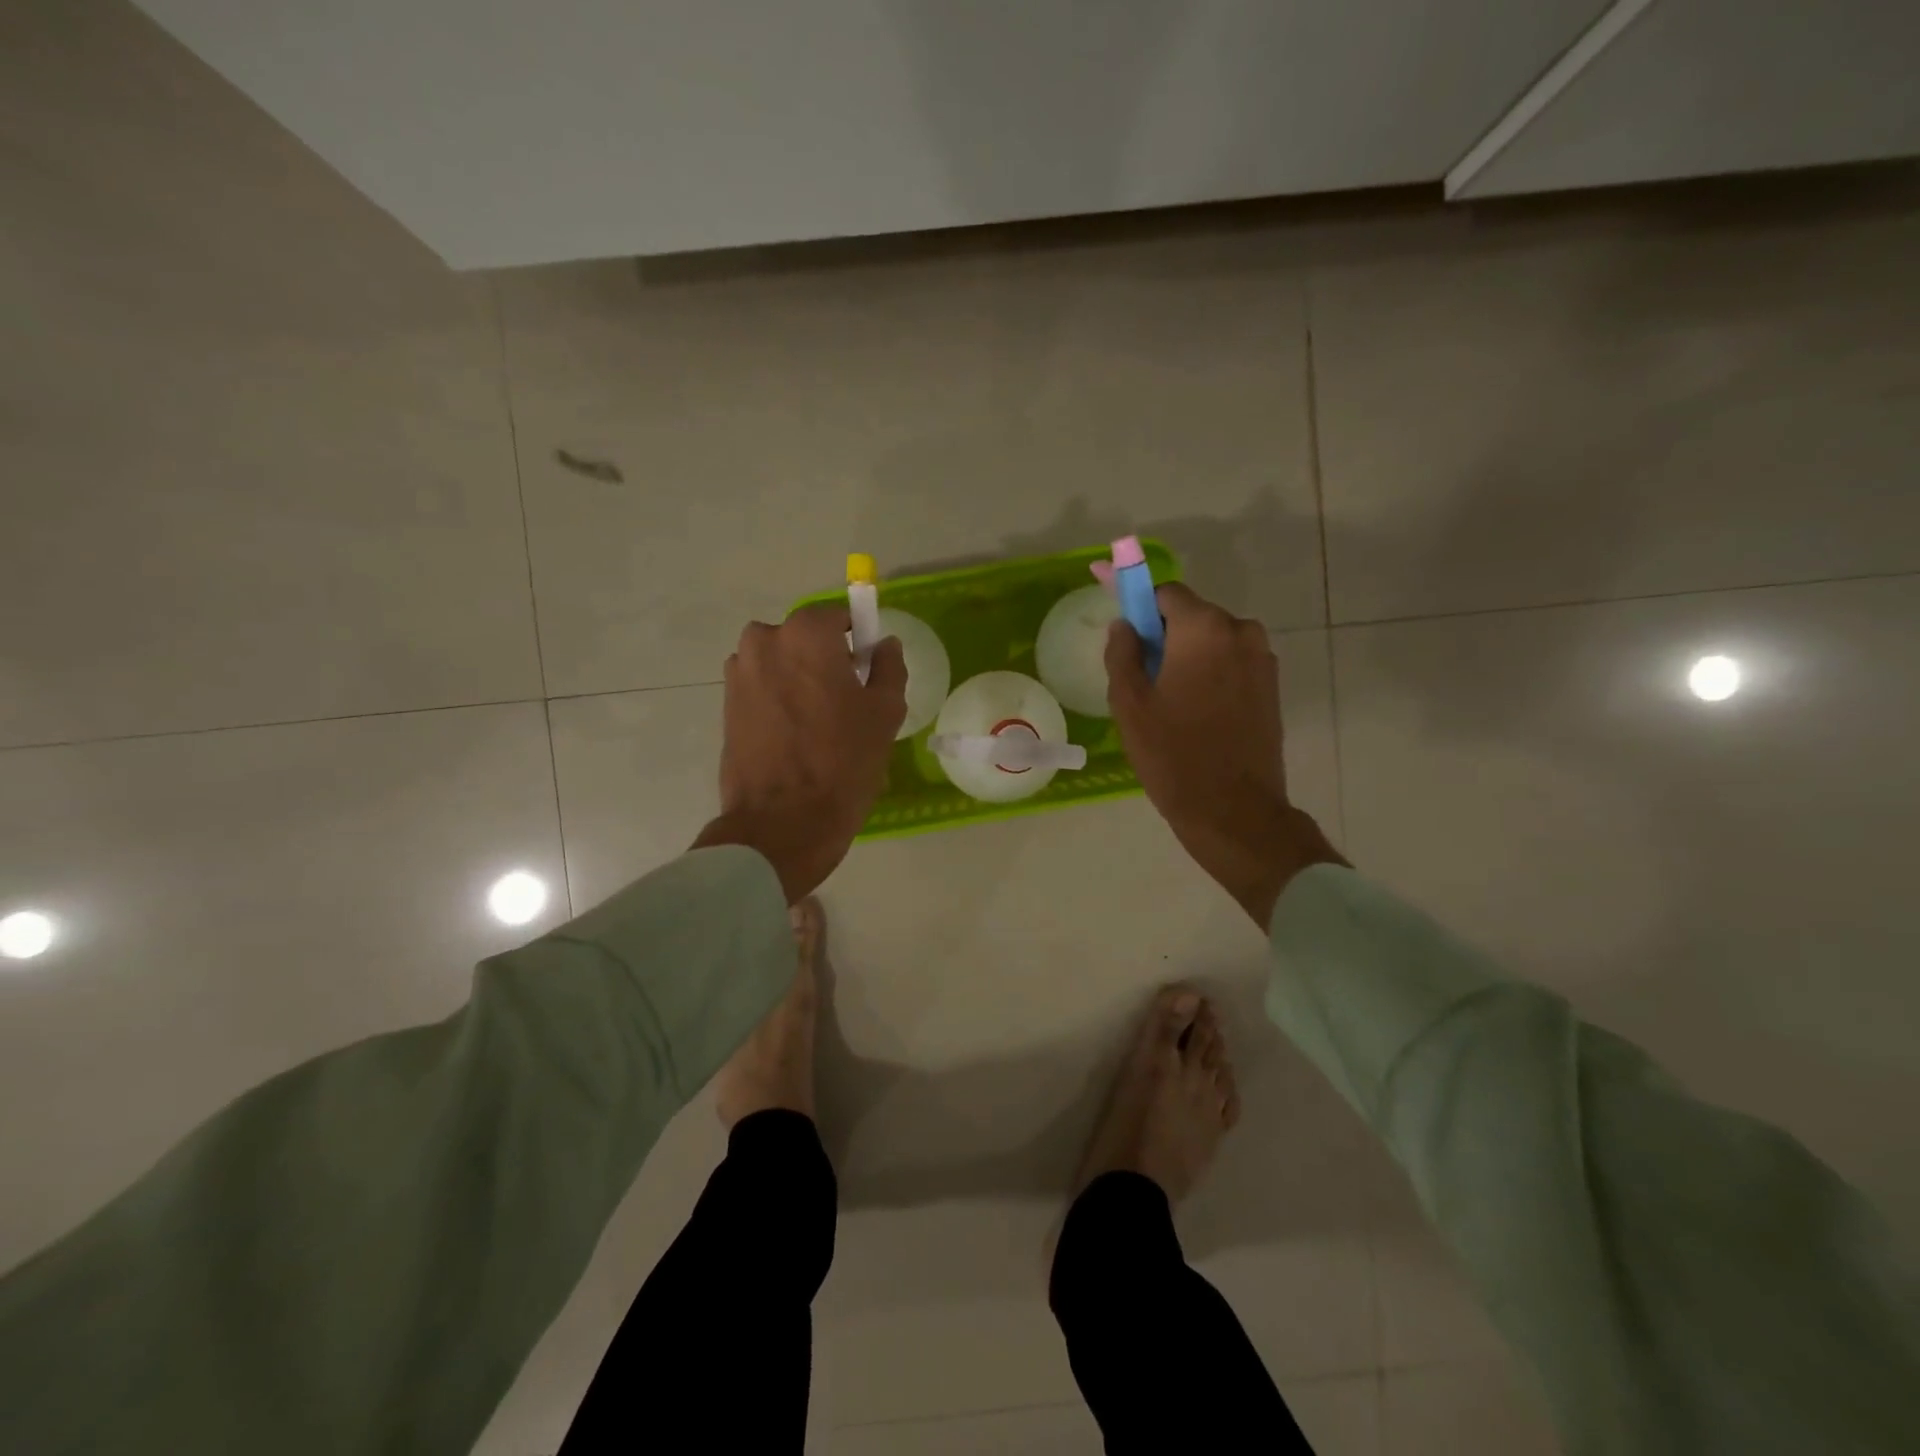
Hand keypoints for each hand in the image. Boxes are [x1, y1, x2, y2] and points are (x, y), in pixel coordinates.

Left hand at [691, 604, 906, 900]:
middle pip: (805, 639)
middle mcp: (763, 641)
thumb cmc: (842, 762)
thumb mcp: (884, 713)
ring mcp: (738, 673)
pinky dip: (779, 701)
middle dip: (825, 660)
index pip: (838, 616)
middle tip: (845, 702)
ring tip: (818, 725)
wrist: (782, 822)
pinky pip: (762, 689)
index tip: (866, 670)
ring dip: (799, 680)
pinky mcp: (725, 705)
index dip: (856, 640)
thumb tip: (884, 645)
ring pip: (781, 664)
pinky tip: (795, 737)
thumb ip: (888, 667)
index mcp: (805, 634)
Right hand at [1106, 583, 1344, 926]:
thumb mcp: (1130, 704)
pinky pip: (1232, 664)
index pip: (1166, 593)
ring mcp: (1262, 660)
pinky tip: (1195, 712)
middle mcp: (1241, 632)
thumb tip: (1124, 626)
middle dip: (1165, 635)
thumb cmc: (1173, 755)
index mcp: (1204, 628)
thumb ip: (1122, 653)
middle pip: (1192, 617)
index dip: (1140, 604)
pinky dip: (1211, 674)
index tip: (1124, 629)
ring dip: (1189, 656)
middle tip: (1142, 677)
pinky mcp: (1271, 687)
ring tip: (1169, 701)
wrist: (1233, 810)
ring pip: (1213, 642)